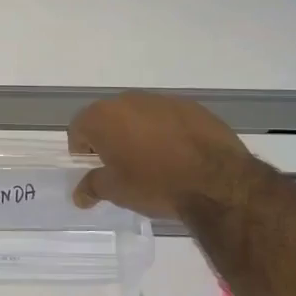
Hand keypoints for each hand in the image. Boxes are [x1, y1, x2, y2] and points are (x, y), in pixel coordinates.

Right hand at [68, 92, 260, 219]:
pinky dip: (166, 131)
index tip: (94, 168)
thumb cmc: (155, 185)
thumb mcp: (117, 191)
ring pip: (139, 115)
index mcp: (103, 117)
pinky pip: (168, 117)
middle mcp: (128, 100)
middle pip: (108, 117)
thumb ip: (92, 187)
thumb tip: (79, 195)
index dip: (82, 149)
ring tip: (153, 160)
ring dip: (138, 132)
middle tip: (121, 165)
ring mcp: (161, 100)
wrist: (216, 181)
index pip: (78, 128)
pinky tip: (179, 155)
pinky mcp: (191, 106)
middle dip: (110, 138)